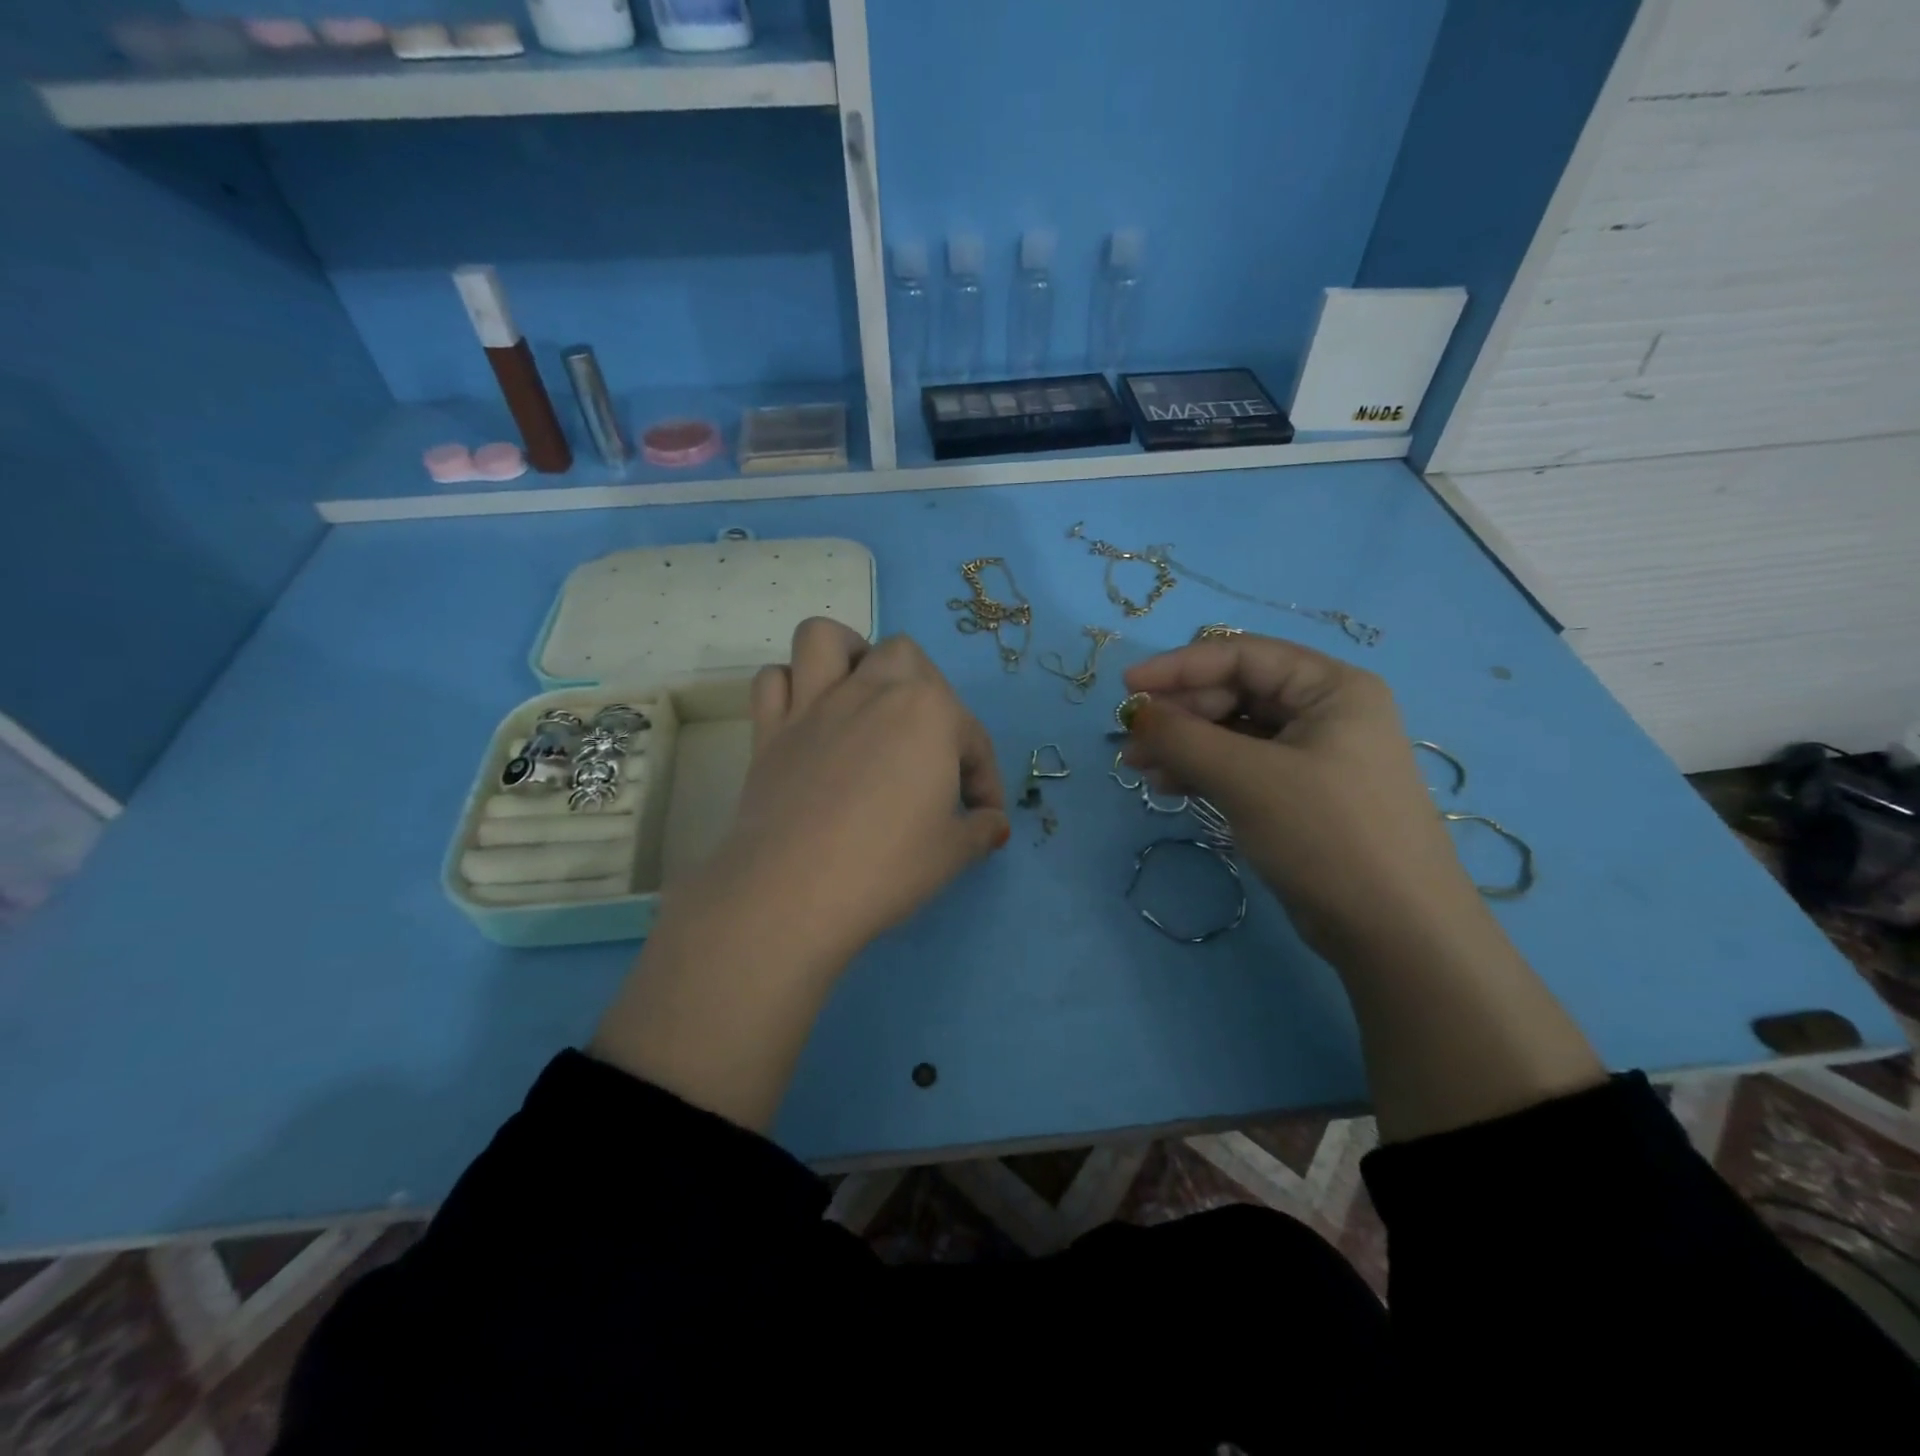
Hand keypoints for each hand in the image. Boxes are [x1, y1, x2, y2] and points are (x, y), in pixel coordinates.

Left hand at [698, 617, 1009, 969]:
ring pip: (825, 639)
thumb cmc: (887, 866)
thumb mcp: (953, 853)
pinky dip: (790, 688)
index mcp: (928, 711)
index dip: (984, 779)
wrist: (795, 892)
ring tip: (860, 693)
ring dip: (846, 655)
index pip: (972, 737)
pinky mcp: (769, 729)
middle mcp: (872, 690)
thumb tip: (992, 823)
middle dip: (924, 689)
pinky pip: (772, 681)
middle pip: (905, 656)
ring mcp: (814, 704)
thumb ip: (981, 828)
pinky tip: (807, 719)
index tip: (983, 816)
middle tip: (926, 742)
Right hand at [1120, 633, 1477, 958]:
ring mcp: (1315, 756)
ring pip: (1234, 733)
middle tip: (1132, 744)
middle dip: (1179, 716)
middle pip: (1235, 693)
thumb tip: (1137, 714)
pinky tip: (1171, 788)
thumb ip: (1184, 737)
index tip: (1127, 688)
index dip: (1179, 667)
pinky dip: (1204, 772)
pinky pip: (1242, 767)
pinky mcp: (1302, 795)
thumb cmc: (1327, 835)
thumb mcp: (1248, 778)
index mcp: (1331, 687)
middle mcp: (1326, 712)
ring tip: (1140, 770)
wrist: (1396, 933)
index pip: (1242, 656)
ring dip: (1185, 746)